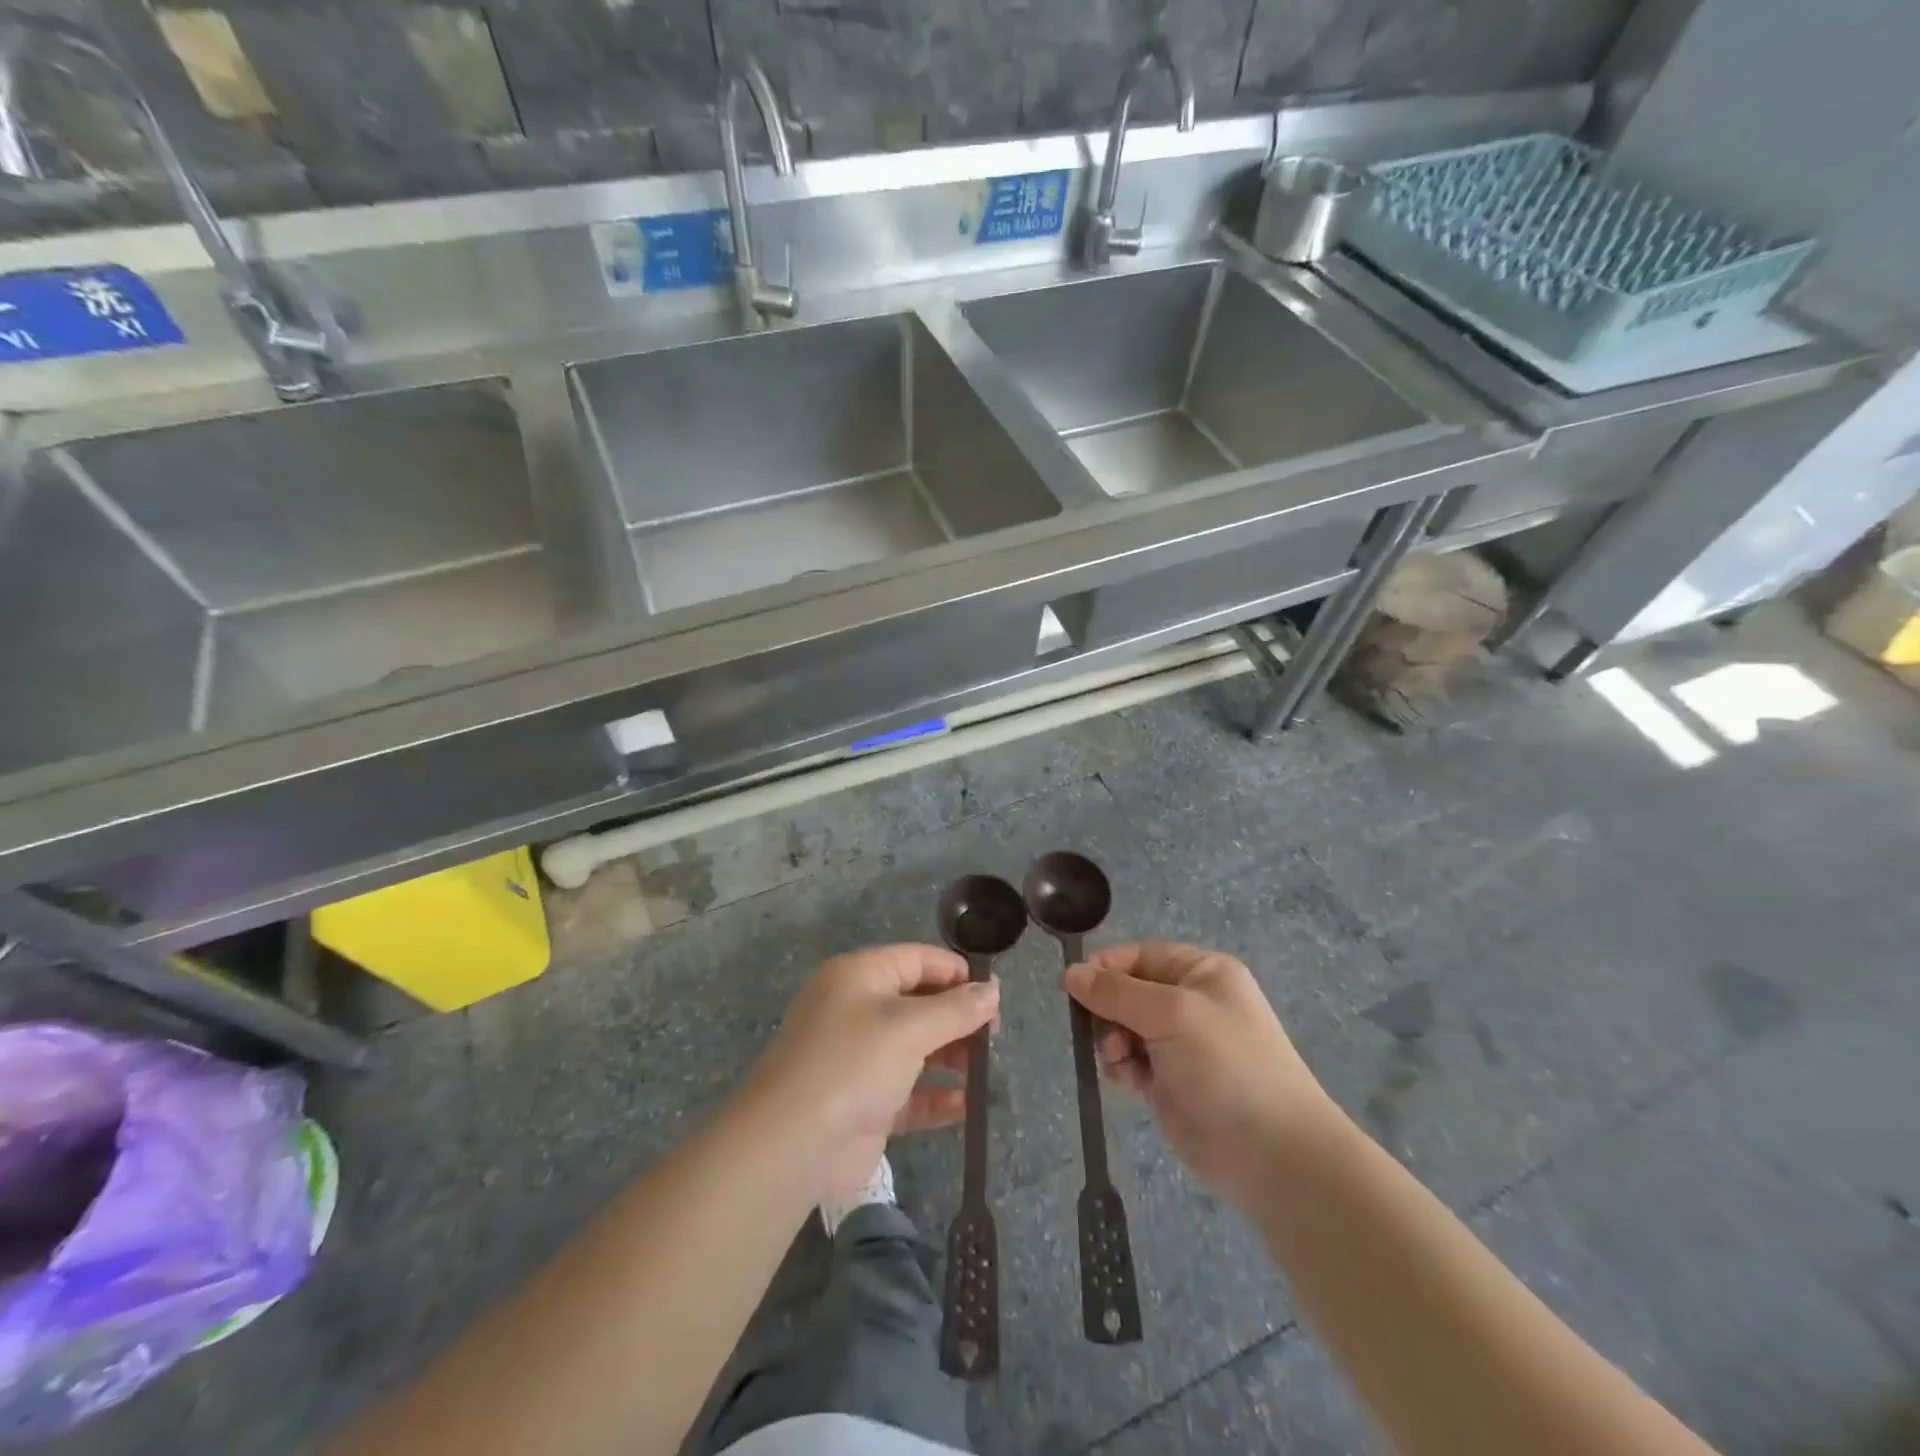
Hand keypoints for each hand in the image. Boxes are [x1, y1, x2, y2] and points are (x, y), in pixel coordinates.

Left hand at [741, 944, 998, 1203]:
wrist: (790, 1146)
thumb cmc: (852, 1065)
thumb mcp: (909, 1027)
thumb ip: (955, 1009)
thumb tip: (992, 991)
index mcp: (859, 976)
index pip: (916, 959)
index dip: (956, 972)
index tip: (993, 994)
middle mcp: (856, 1010)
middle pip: (918, 1003)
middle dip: (957, 1017)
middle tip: (993, 1036)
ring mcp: (858, 1059)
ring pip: (915, 1048)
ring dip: (950, 1056)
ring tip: (983, 1069)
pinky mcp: (863, 1103)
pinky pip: (908, 1092)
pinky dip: (935, 1096)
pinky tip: (965, 1106)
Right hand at [1065, 941, 1335, 1207]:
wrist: (1273, 1155)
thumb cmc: (1227, 1066)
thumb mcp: (1172, 1014)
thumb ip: (1117, 992)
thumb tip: (1071, 973)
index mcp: (1202, 973)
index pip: (1141, 956)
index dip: (1107, 968)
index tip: (1075, 987)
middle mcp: (1191, 1003)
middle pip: (1128, 992)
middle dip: (1108, 1010)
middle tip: (1103, 1033)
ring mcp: (1181, 1045)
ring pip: (1124, 1028)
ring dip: (1112, 1041)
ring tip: (1117, 1060)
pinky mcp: (1170, 1082)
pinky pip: (1130, 1061)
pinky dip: (1122, 1067)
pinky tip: (1129, 1082)